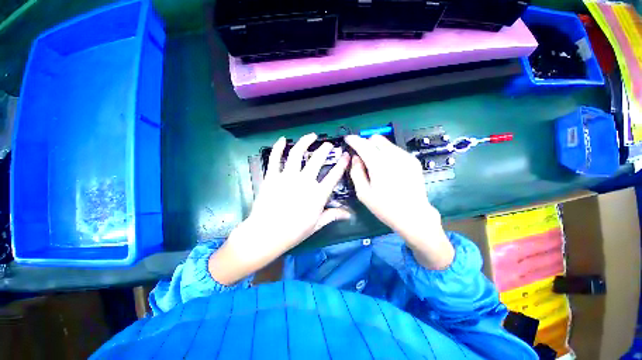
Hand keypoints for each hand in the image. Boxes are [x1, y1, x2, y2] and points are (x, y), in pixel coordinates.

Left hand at [210, 133, 350, 284]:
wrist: (266, 234)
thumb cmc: (294, 232)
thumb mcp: (316, 224)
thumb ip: (333, 215)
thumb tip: (350, 214)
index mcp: (317, 194)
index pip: (334, 176)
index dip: (342, 164)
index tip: (346, 156)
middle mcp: (304, 181)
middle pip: (317, 160)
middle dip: (325, 150)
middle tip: (328, 145)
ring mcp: (287, 177)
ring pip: (297, 154)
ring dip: (305, 142)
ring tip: (312, 136)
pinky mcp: (272, 176)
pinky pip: (275, 158)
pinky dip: (278, 147)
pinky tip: (282, 139)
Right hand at [345, 134, 453, 269]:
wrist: (414, 215)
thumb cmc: (385, 207)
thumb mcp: (363, 193)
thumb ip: (356, 172)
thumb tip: (355, 158)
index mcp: (379, 165)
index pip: (363, 145)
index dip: (354, 140)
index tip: (348, 139)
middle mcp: (393, 156)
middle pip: (375, 139)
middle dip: (366, 144)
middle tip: (361, 156)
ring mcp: (405, 157)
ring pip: (386, 143)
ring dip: (376, 148)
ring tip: (374, 163)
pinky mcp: (413, 160)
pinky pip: (395, 149)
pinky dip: (387, 153)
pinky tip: (387, 167)